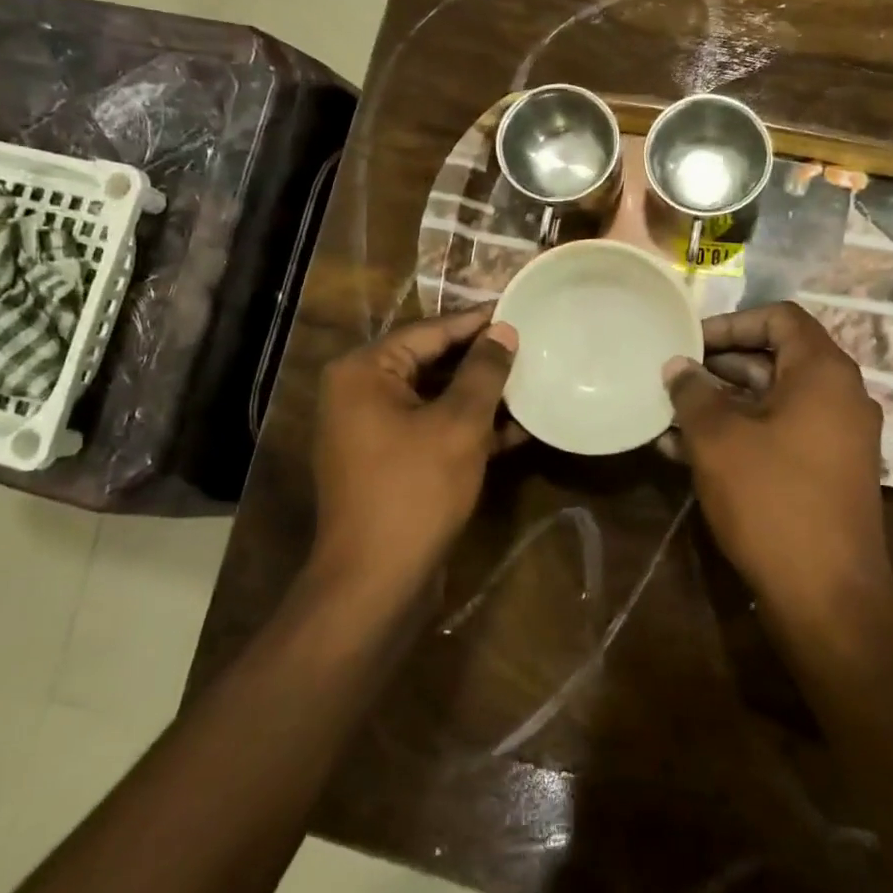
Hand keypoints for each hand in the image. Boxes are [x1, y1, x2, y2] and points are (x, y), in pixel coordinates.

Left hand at [312, 308, 518, 590]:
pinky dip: (469, 428)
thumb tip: (504, 330)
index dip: (478, 322)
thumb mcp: (459, 424)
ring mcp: (372, 430)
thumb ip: (483, 372)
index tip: (520, 310)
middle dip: (482, 360)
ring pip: (435, 398)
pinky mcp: (390, 462)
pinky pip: (432, 429)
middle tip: (531, 345)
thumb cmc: (415, 490)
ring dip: (481, 396)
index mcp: (364, 372)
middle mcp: (360, 393)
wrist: (375, 583)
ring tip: (532, 382)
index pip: (430, 332)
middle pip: (431, 362)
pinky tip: (517, 429)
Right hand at [665, 302, 887, 619]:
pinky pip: (779, 434)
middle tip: (673, 378)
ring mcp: (836, 436)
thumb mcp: (718, 439)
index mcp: (823, 372)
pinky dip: (740, 433)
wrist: (827, 596)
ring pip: (772, 400)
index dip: (732, 322)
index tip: (690, 342)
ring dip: (721, 404)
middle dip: (718, 366)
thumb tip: (677, 366)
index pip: (780, 317)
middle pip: (775, 357)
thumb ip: (693, 392)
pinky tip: (685, 450)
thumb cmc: (771, 499)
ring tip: (668, 415)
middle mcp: (839, 396)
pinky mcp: (826, 472)